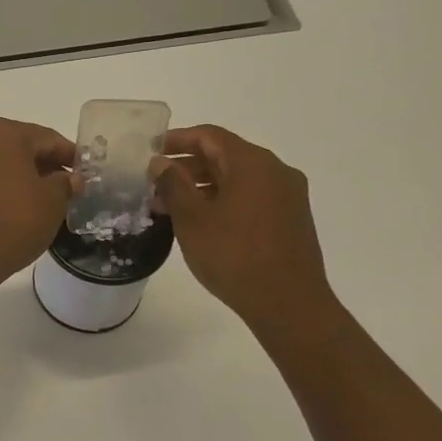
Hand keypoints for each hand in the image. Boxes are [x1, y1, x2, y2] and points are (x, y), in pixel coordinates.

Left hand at [0, 118, 76, 288]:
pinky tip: (18, 207)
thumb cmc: (14, 221)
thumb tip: (69, 178)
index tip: (85, 174)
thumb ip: (66, 183)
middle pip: (23, 147)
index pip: (48, 138)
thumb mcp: (53, 202)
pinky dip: (4, 186)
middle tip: (68, 188)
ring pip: (3, 162)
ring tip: (45, 200)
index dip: (70, 156)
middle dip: (47, 165)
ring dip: (25, 176)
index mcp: (5, 133)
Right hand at [150, 125, 347, 348]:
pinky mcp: (291, 219)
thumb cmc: (234, 256)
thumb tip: (160, 162)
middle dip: (187, 167)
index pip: (209, 136)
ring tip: (170, 208)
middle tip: (154, 185)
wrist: (289, 304)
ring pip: (237, 179)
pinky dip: (223, 201)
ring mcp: (287, 196)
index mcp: (252, 163)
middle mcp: (275, 171)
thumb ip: (173, 184)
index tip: (150, 151)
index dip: (177, 140)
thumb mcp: (192, 219)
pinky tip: (201, 223)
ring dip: (202, 187)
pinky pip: (251, 197)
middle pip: (224, 156)